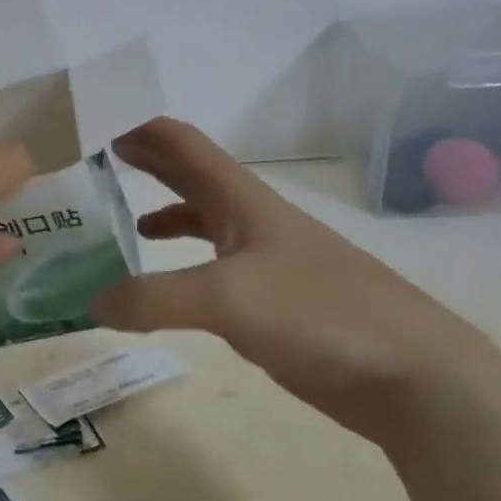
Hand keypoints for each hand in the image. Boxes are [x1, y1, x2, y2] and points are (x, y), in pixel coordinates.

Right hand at [91, 117, 500, 442]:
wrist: (411, 376)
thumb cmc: (321, 313)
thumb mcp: (227, 298)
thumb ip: (152, 299)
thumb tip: (90, 303)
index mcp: (242, 200)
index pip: (183, 143)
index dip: (140, 126)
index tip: (91, 124)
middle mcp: (248, 221)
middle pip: (188, 176)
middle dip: (142, 162)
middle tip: (88, 164)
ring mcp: (259, 262)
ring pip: (197, 223)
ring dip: (156, 212)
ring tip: (112, 223)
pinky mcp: (265, 303)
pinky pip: (204, 272)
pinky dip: (172, 269)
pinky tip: (155, 289)